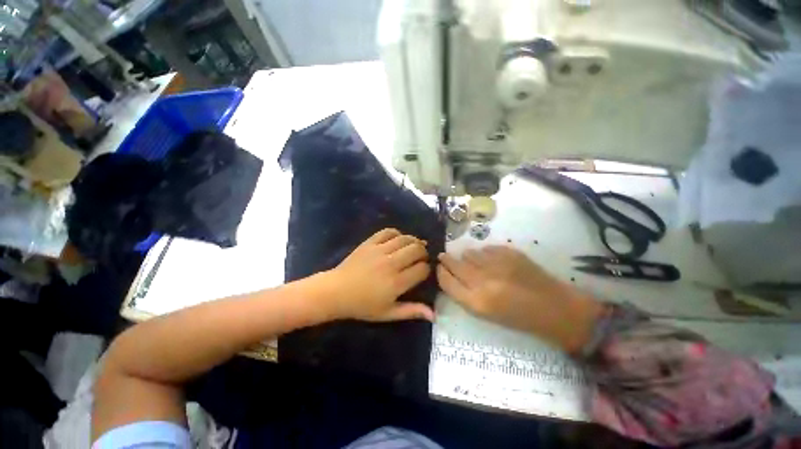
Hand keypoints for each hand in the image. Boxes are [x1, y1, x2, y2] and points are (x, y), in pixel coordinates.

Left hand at [322, 228, 434, 321]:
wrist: (336, 292)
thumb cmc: (362, 305)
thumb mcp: (388, 313)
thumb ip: (411, 311)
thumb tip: (434, 315)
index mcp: (396, 283)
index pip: (422, 269)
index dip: (427, 269)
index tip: (423, 272)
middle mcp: (391, 263)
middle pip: (417, 250)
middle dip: (423, 253)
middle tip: (420, 258)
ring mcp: (379, 250)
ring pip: (405, 239)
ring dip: (414, 241)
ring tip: (414, 247)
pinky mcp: (370, 243)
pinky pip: (388, 231)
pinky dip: (397, 233)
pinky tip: (398, 239)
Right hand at [437, 246, 603, 352]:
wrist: (554, 308)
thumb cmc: (518, 317)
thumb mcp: (485, 313)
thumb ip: (464, 293)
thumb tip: (450, 274)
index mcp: (476, 302)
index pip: (446, 281)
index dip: (440, 272)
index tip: (439, 267)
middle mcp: (483, 281)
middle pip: (453, 263)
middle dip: (446, 259)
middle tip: (444, 257)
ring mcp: (496, 264)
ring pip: (469, 253)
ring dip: (467, 257)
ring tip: (474, 262)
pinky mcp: (509, 253)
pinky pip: (486, 249)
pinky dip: (484, 254)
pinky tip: (491, 260)